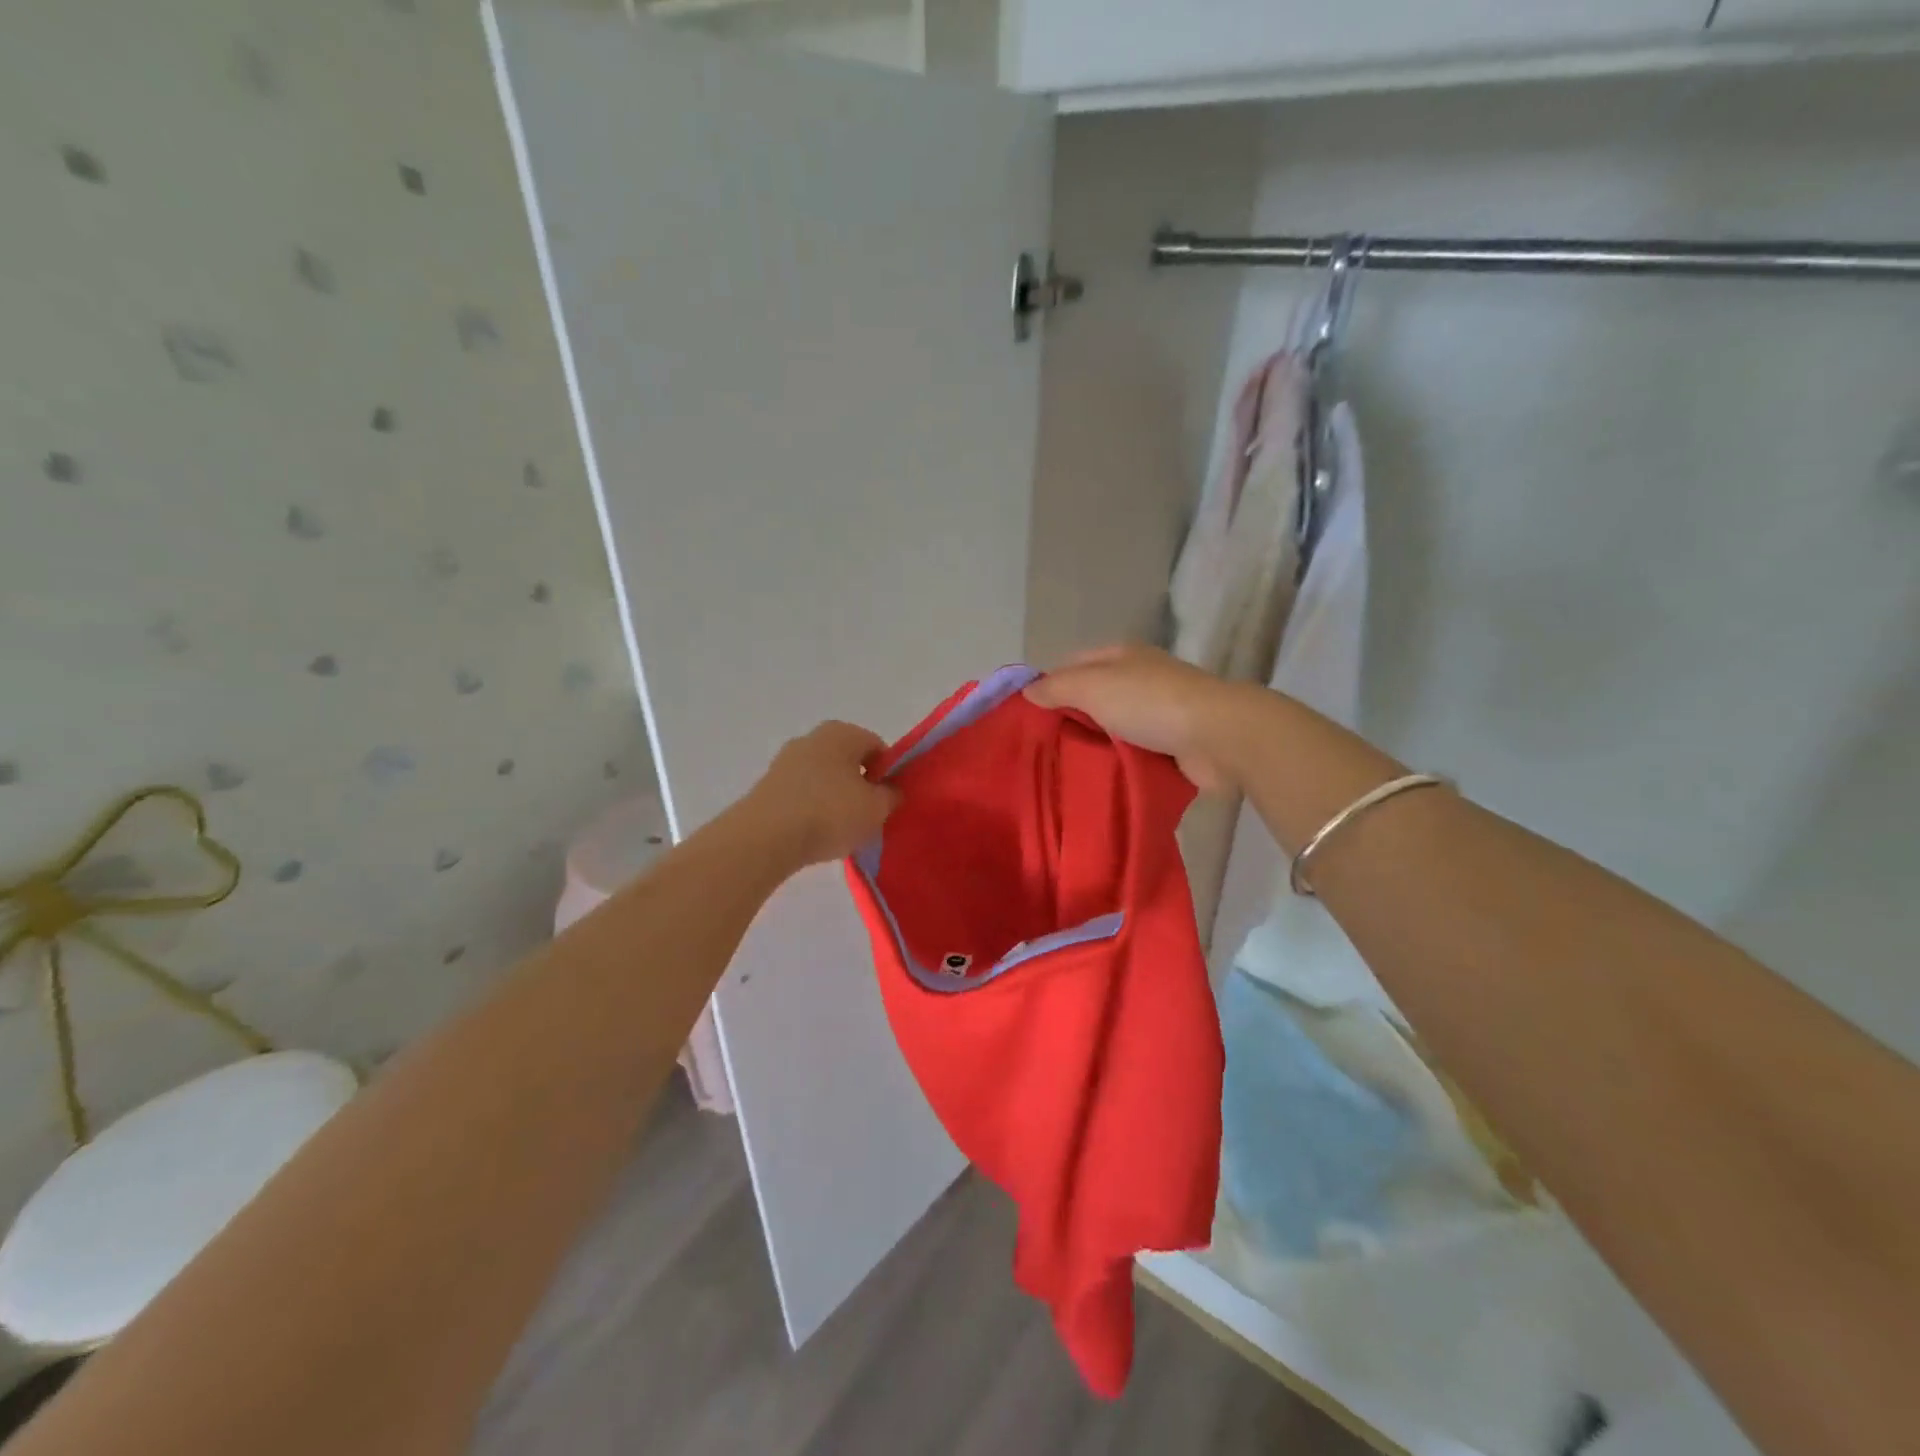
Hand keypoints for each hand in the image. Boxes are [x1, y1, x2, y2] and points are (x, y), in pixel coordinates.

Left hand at [743, 720, 901, 866]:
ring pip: (824, 778)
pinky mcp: (767, 786)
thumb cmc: (830, 813)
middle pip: (848, 761)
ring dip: (835, 799)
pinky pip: (802, 794)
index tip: (888, 801)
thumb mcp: (876, 809)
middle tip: (868, 817)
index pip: (878, 747)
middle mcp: (812, 738)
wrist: (765, 837)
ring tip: (840, 831)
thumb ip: (891, 796)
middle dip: (860, 786)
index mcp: (842, 732)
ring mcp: (785, 761)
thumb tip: (889, 790)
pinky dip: (812, 810)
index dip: (888, 774)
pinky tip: (815, 834)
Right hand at [1025, 644, 1249, 792]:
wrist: (1218, 736)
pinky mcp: (1174, 745)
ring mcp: (1160, 713)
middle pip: (1094, 698)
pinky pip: (1136, 754)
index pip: (1074, 664)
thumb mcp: (1092, 686)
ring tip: (1062, 770)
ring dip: (1095, 746)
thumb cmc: (1149, 702)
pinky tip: (1097, 780)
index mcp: (1122, 656)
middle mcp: (1141, 679)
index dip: (1050, 684)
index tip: (1027, 715)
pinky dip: (1119, 764)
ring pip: (1114, 728)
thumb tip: (1027, 691)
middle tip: (1039, 748)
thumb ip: (1056, 687)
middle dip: (1070, 719)